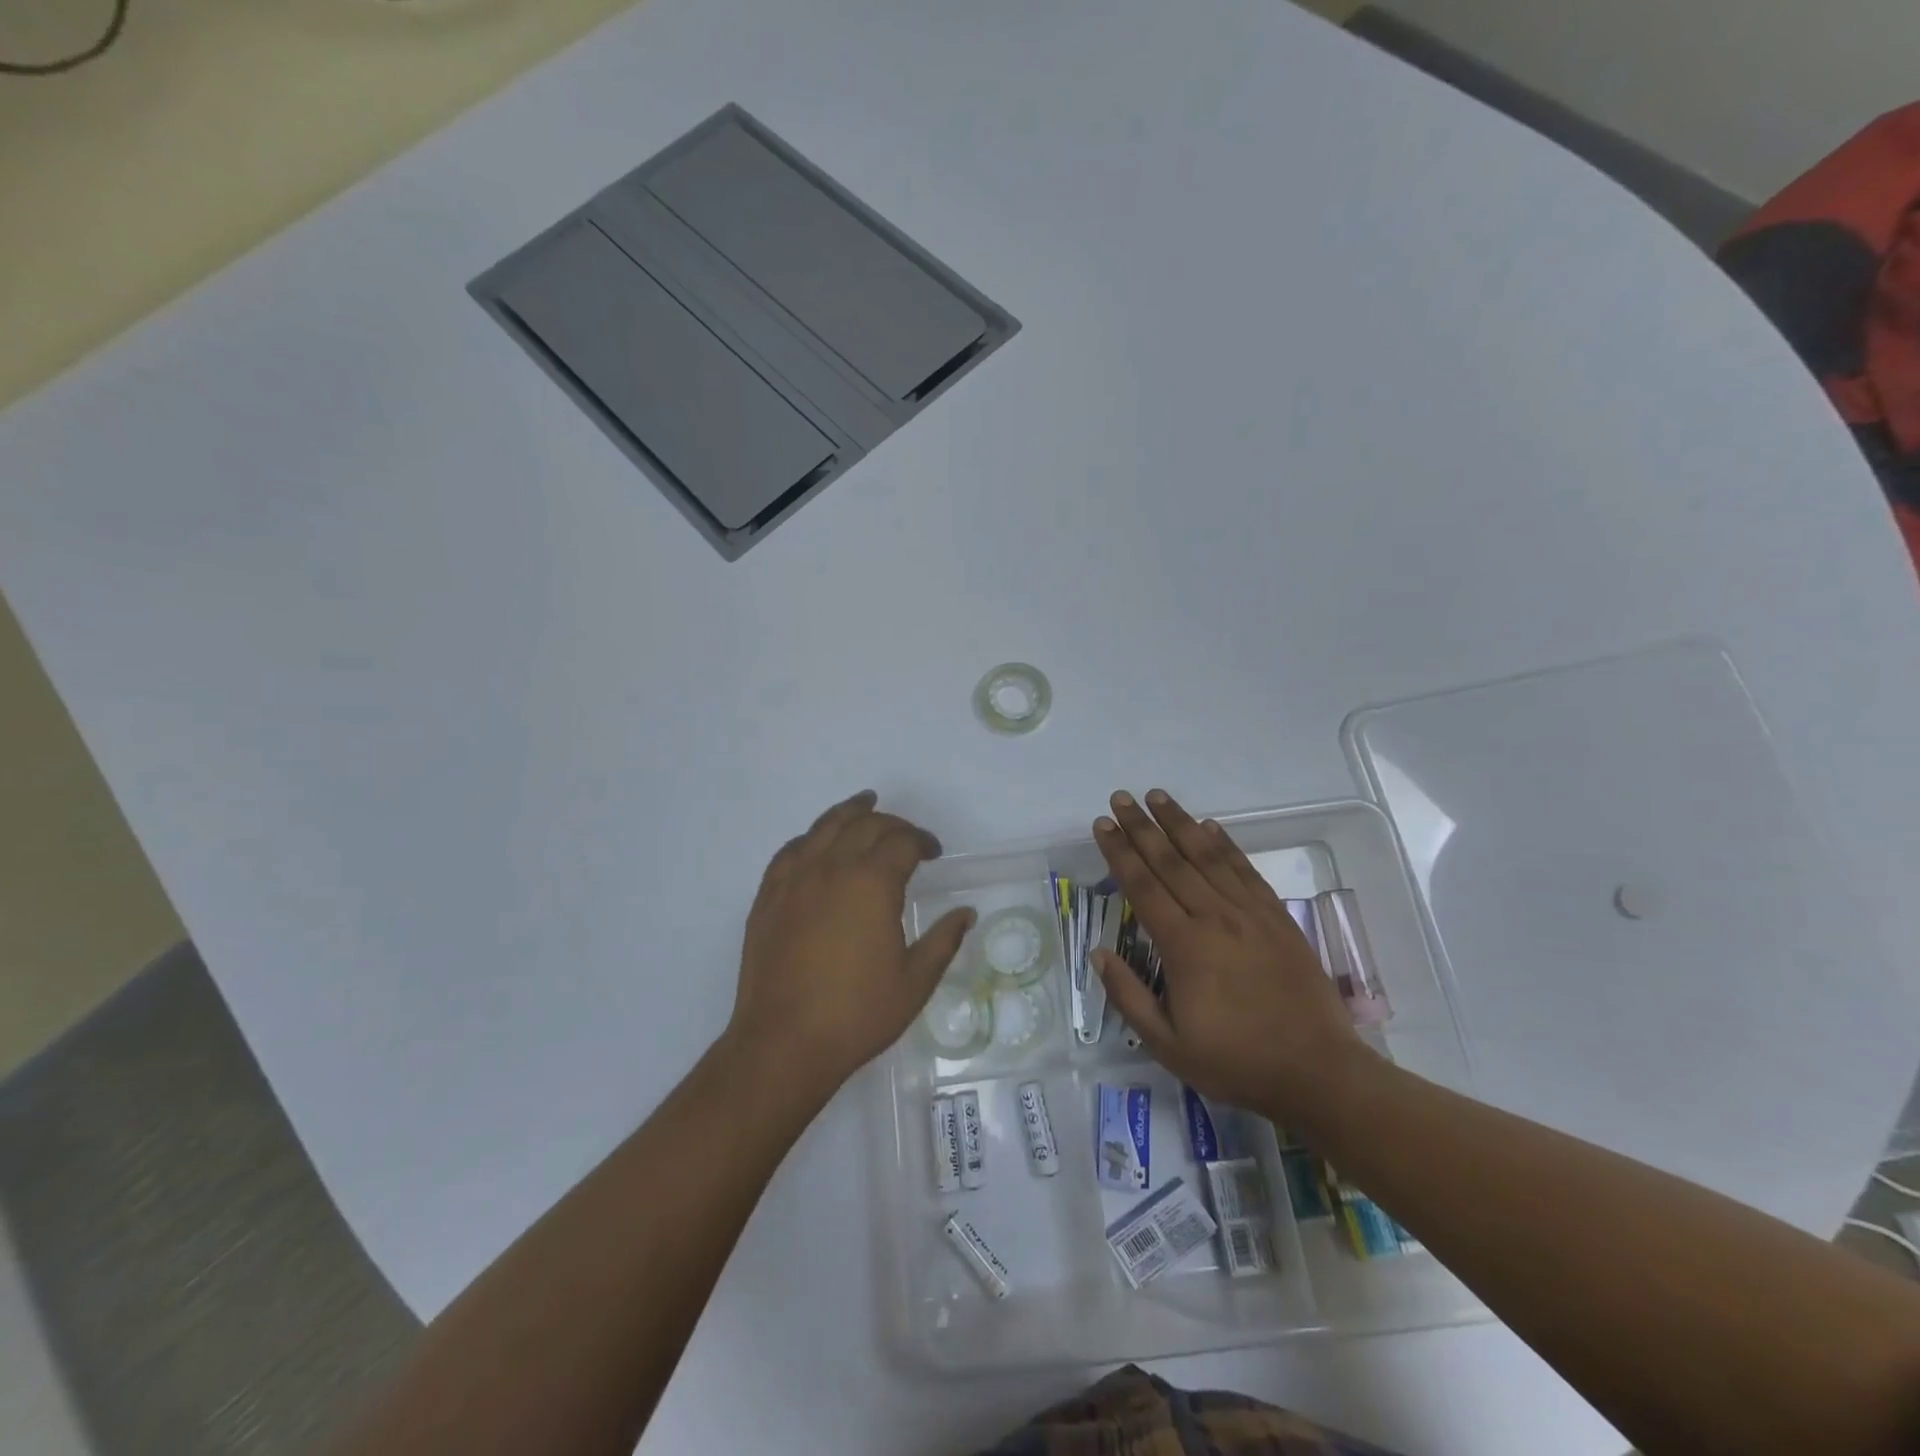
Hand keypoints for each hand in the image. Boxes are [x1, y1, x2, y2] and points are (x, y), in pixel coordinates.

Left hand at [726, 791, 973, 1101]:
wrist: (784, 1042)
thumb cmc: (857, 1014)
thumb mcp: (915, 981)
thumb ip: (943, 940)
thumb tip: (966, 913)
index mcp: (872, 883)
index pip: (902, 842)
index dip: (923, 841)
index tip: (933, 853)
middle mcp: (832, 868)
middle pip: (866, 825)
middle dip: (892, 824)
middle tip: (907, 837)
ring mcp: (795, 879)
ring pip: (824, 827)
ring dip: (849, 812)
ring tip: (864, 804)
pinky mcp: (768, 897)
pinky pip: (790, 851)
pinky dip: (810, 839)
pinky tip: (816, 844)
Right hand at [1092, 789, 1370, 1123]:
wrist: (1318, 1072)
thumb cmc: (1236, 1062)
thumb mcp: (1168, 1045)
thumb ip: (1129, 996)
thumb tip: (1099, 953)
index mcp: (1184, 946)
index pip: (1142, 886)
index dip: (1119, 852)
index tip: (1102, 825)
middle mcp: (1215, 918)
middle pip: (1171, 861)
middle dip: (1141, 827)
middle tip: (1121, 798)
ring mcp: (1250, 914)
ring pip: (1208, 856)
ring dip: (1180, 823)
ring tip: (1158, 797)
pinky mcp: (1277, 918)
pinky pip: (1245, 870)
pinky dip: (1226, 844)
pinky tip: (1211, 826)